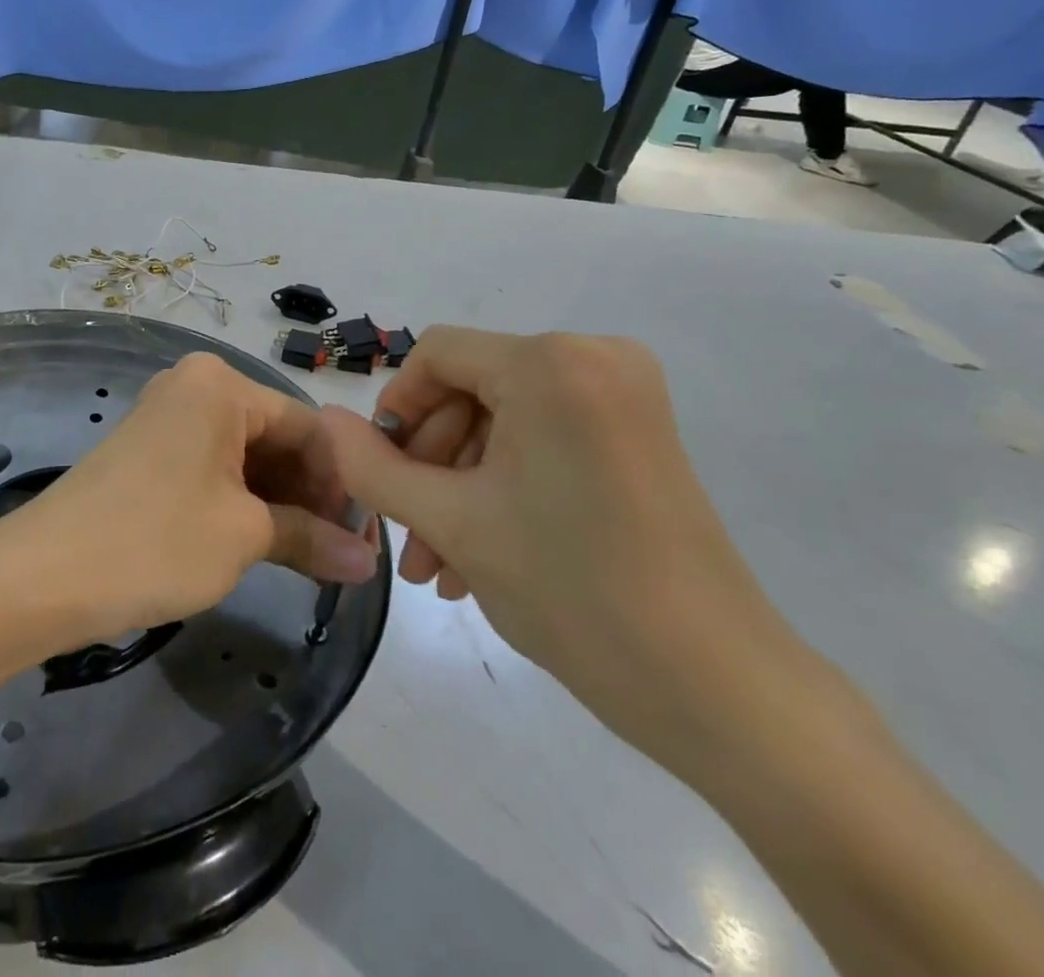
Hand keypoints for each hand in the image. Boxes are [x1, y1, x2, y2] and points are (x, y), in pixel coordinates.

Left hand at [0, 352, 377, 642]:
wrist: (42, 575)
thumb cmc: (155, 540)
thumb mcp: (243, 537)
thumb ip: (311, 538)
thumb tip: (366, 561)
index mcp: (221, 385)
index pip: (308, 427)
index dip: (342, 483)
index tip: (364, 538)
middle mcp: (194, 387)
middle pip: (276, 437)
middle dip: (310, 494)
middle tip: (340, 553)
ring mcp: (167, 418)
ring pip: (245, 456)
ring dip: (279, 503)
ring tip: (307, 556)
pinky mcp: (149, 452)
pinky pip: (212, 467)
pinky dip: (241, 503)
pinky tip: (263, 543)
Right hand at [321, 327, 792, 769]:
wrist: (720, 689)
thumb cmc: (571, 590)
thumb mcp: (449, 522)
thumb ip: (370, 466)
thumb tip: (323, 420)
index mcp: (550, 363)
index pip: (437, 355)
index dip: (396, 409)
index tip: (380, 474)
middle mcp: (593, 358)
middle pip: (471, 389)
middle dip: (430, 464)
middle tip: (410, 539)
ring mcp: (625, 396)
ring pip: (504, 421)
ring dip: (461, 485)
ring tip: (439, 565)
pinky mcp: (641, 434)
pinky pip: (544, 438)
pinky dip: (505, 484)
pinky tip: (481, 553)